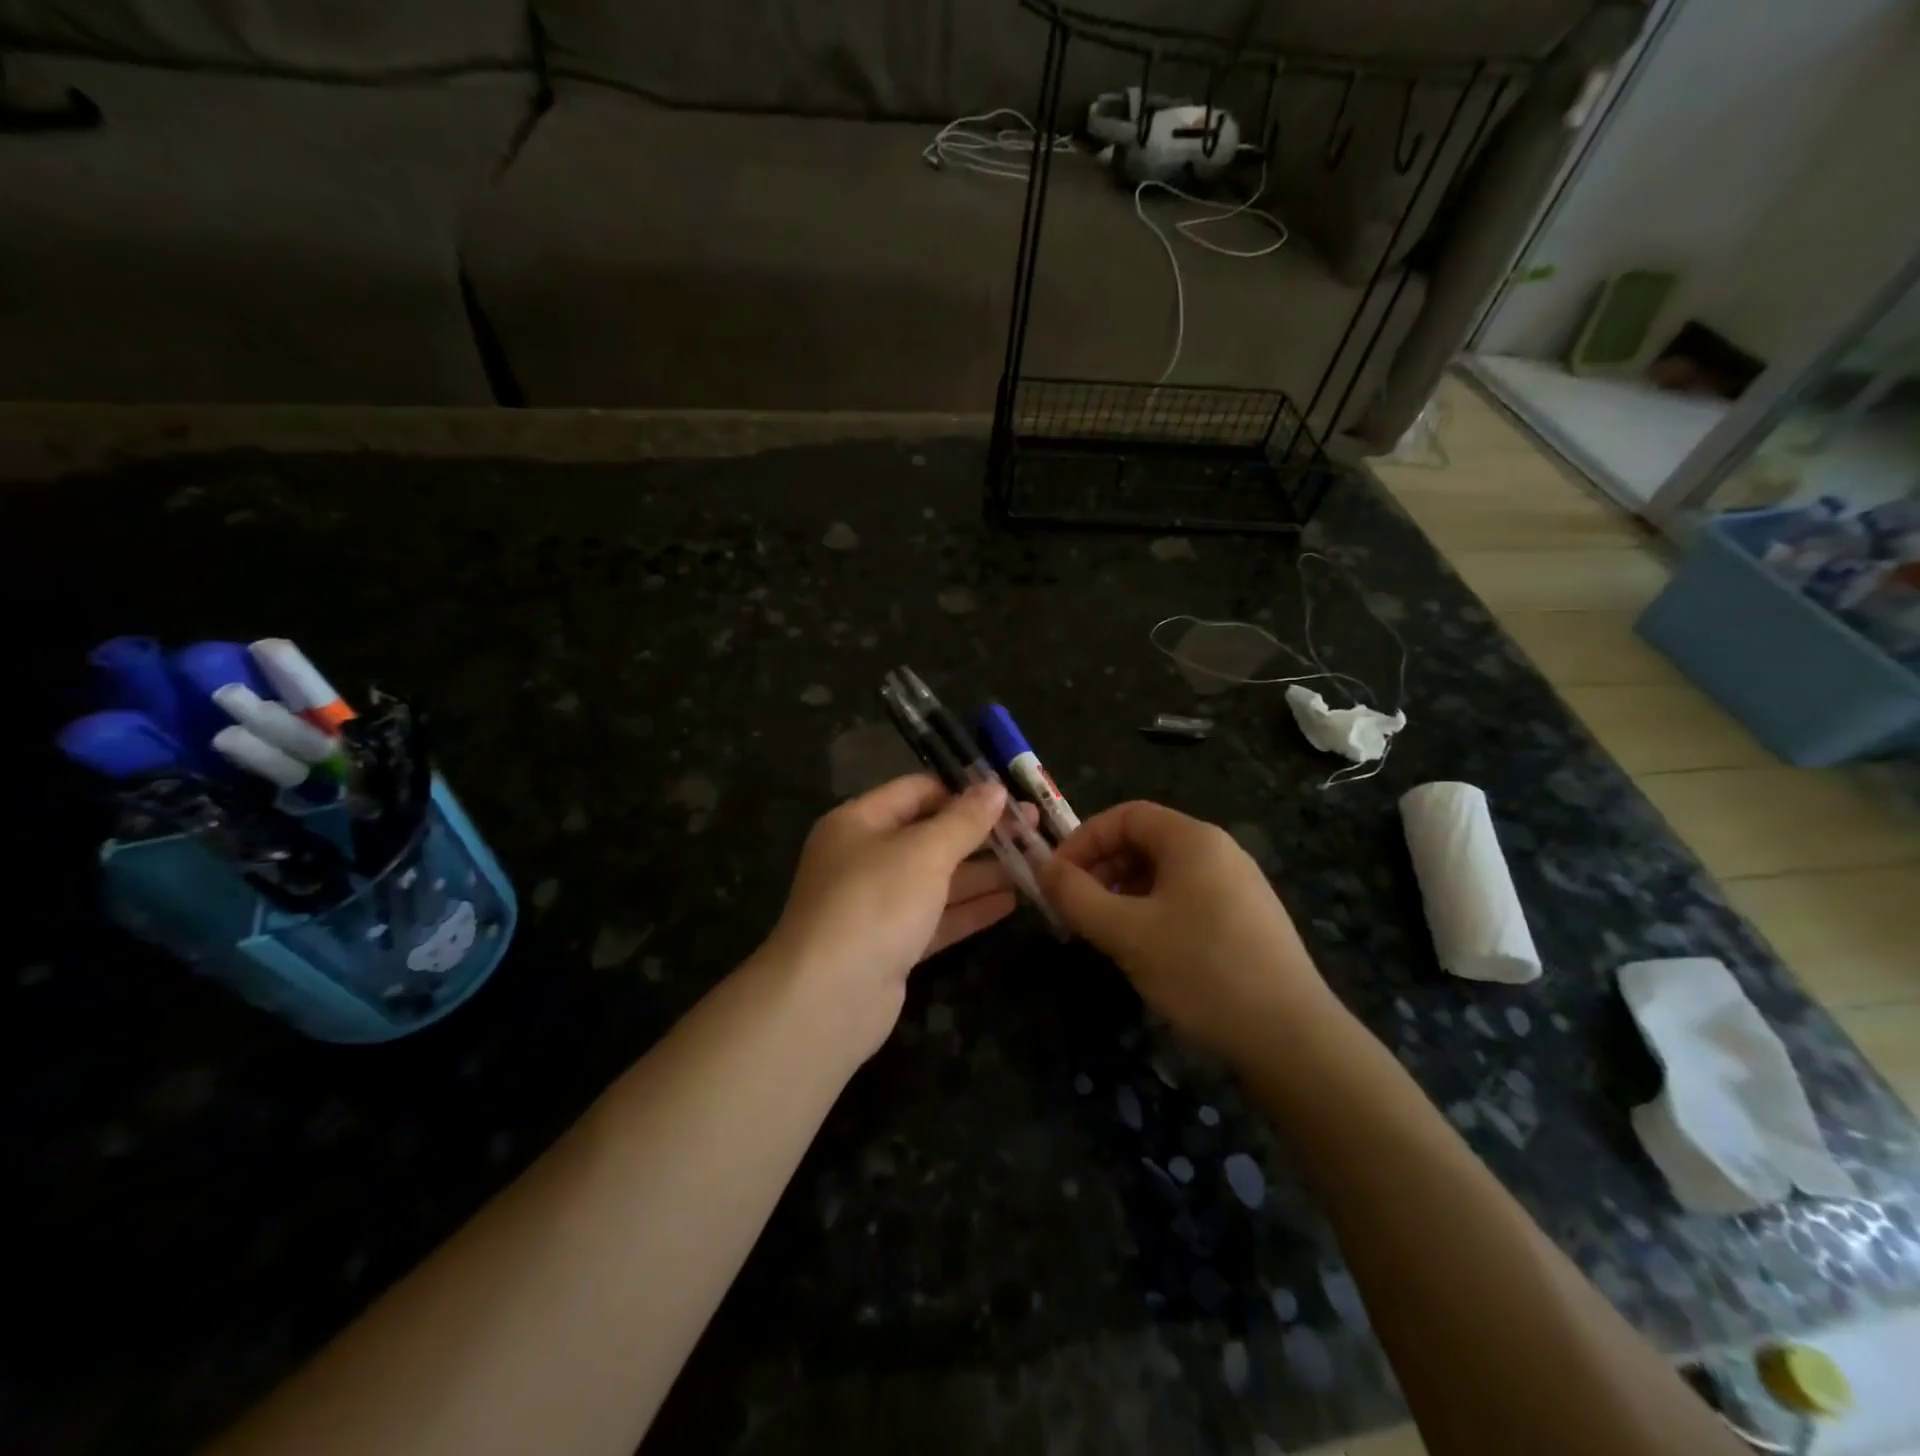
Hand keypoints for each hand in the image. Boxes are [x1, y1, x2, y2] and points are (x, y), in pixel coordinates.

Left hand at [763, 774, 1028, 1062]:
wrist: (828, 998)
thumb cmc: (875, 902)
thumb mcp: (924, 852)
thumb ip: (964, 821)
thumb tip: (995, 788)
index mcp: (858, 822)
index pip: (916, 792)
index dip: (962, 791)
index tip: (1009, 794)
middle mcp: (864, 858)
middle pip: (930, 836)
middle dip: (980, 833)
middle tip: (1032, 829)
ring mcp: (876, 905)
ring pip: (937, 879)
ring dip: (982, 872)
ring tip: (1033, 863)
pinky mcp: (891, 945)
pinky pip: (936, 917)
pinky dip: (970, 909)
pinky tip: (1011, 902)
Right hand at [1041, 801, 1337, 1062]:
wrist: (1291, 1037)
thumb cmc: (1201, 970)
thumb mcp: (1125, 932)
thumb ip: (1076, 896)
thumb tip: (1044, 870)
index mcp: (1192, 839)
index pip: (1125, 815)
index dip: (1083, 840)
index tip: (1057, 879)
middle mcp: (1219, 851)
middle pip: (1144, 841)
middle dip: (1101, 869)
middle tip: (1075, 909)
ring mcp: (1237, 886)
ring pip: (1163, 873)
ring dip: (1123, 893)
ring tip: (1104, 933)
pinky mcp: (1246, 920)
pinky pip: (1186, 898)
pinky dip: (1152, 912)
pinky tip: (1145, 951)